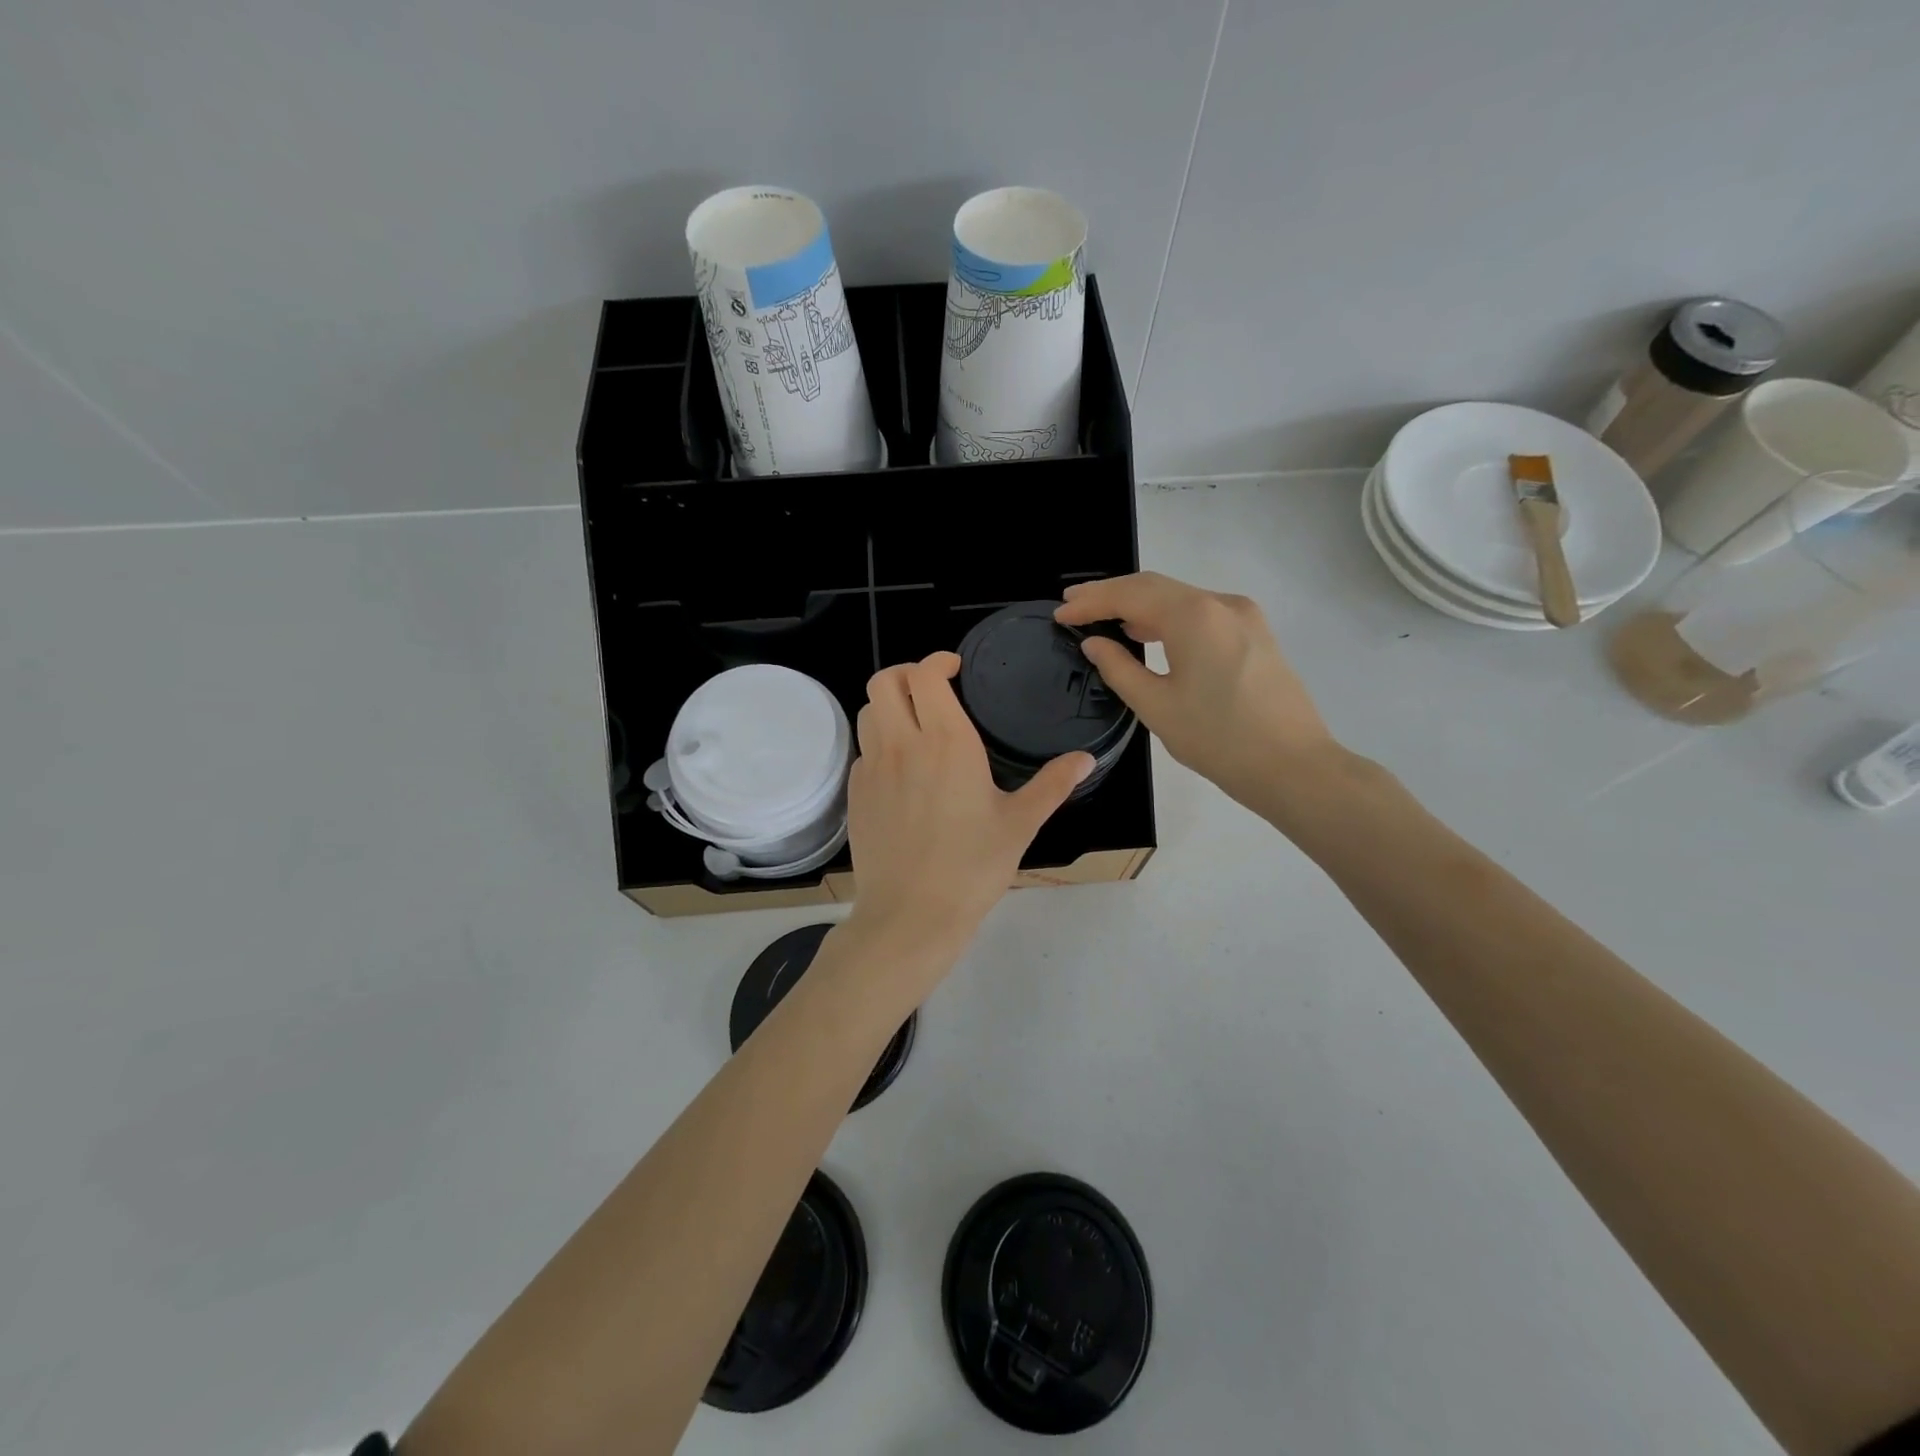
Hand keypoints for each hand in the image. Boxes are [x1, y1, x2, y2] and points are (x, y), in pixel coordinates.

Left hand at [845, 653, 1091, 956]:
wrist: (910, 915)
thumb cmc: (972, 868)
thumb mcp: (1020, 824)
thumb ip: (1053, 784)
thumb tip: (1086, 759)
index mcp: (946, 742)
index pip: (925, 674)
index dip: (938, 661)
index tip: (955, 670)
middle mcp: (902, 745)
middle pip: (884, 680)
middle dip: (906, 673)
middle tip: (931, 690)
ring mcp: (872, 769)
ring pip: (868, 712)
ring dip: (889, 706)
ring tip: (914, 725)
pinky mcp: (856, 794)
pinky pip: (863, 751)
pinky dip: (879, 744)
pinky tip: (902, 771)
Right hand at [1055, 572, 1341, 816]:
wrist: (1293, 767)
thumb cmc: (1218, 739)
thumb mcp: (1157, 706)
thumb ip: (1119, 668)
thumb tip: (1095, 643)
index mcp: (1195, 615)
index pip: (1130, 595)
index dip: (1091, 601)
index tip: (1060, 612)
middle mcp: (1221, 603)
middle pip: (1155, 586)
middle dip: (1112, 593)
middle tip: (1074, 602)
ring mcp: (1243, 616)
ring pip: (1180, 598)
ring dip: (1140, 605)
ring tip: (1104, 618)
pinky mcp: (1255, 634)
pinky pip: (1201, 614)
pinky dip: (1168, 618)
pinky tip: (1149, 634)